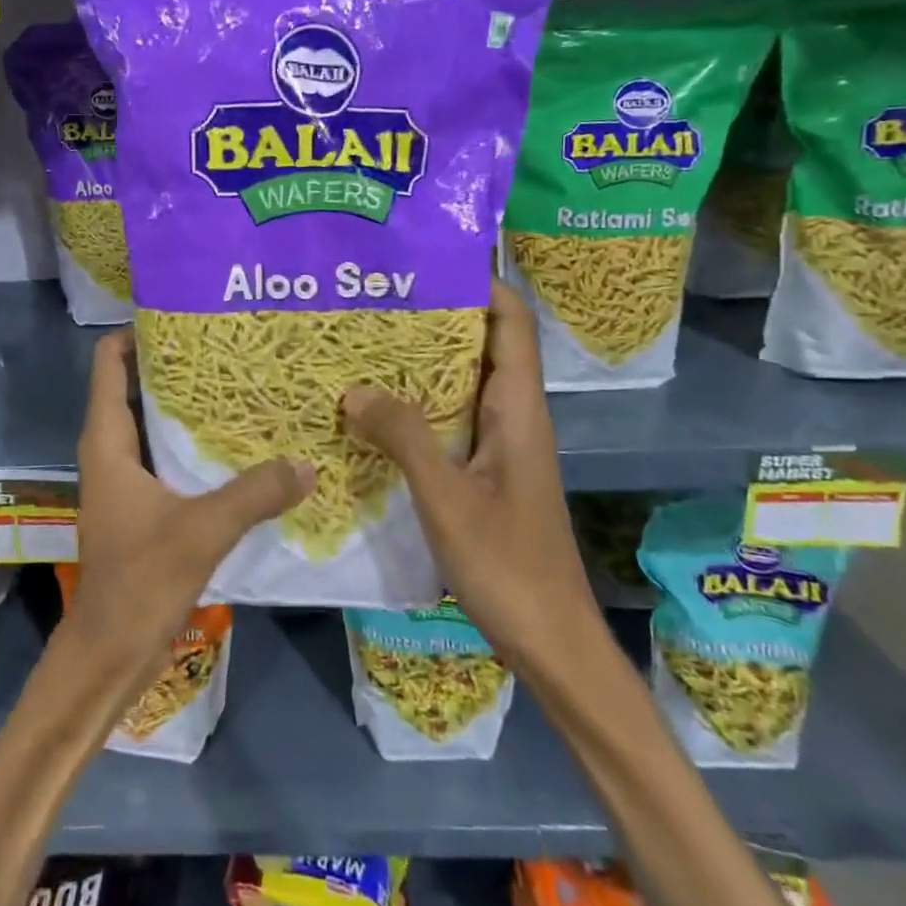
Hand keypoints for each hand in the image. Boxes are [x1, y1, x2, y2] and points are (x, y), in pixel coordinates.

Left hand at [66, 330, 313, 682]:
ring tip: (242, 384)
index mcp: (107, 441)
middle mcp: (111, 450)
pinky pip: (168, 455)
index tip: (185, 316)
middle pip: (135, 386)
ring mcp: (126, 478)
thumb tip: (307, 462)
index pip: (108, 362)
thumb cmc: (140, 580)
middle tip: (230, 346)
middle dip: (177, 365)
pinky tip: (239, 443)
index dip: (138, 333)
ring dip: (189, 405)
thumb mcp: (202, 529)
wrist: (110, 650)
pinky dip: (195, 442)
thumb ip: (255, 492)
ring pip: (154, 422)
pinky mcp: (143, 504)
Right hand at [342, 281, 594, 642]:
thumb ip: (403, 437)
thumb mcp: (447, 498)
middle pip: (480, 345)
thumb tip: (354, 388)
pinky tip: (371, 411)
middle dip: (434, 316)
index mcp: (518, 409)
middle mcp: (511, 417)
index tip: (425, 261)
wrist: (551, 643)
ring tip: (362, 342)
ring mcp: (497, 448)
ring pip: (460, 385)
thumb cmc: (508, 566)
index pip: (510, 322)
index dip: (480, 283)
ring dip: (419, 363)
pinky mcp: (481, 474)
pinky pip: (447, 422)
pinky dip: (414, 407)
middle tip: (373, 298)